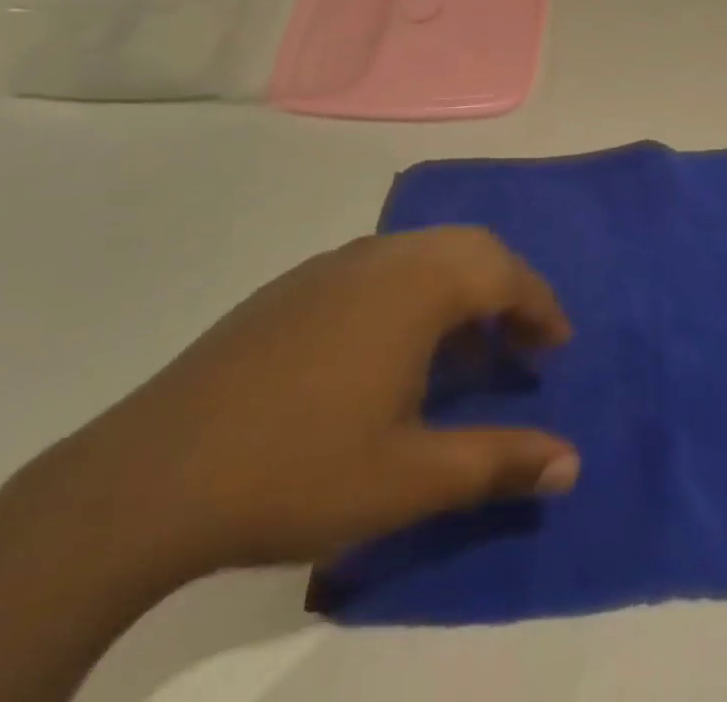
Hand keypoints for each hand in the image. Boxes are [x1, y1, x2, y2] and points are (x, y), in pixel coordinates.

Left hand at [68, 227, 579, 582]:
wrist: (156, 472)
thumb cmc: (299, 469)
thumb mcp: (410, 480)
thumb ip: (497, 463)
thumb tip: (570, 462)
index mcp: (415, 286)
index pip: (503, 272)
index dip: (541, 306)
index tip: (559, 346)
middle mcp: (381, 256)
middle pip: (467, 246)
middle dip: (506, 286)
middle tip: (522, 342)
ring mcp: (332, 264)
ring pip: (421, 251)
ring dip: (459, 286)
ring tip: (465, 349)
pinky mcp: (295, 284)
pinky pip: (380, 265)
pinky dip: (414, 289)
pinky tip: (393, 350)